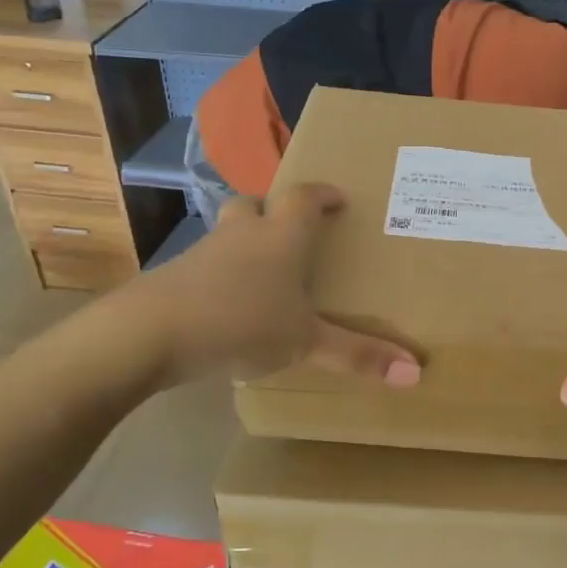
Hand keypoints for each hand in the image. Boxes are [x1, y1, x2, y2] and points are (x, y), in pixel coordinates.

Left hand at [147, 185, 420, 388]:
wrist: (150, 333)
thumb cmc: (241, 323)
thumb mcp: (306, 343)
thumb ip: (358, 356)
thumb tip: (416, 373)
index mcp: (281, 238)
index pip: (304, 198)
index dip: (322, 194)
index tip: (337, 197)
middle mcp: (242, 234)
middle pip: (256, 204)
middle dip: (275, 210)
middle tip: (293, 229)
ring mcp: (203, 252)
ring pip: (228, 233)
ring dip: (245, 241)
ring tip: (263, 271)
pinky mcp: (175, 276)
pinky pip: (206, 264)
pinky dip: (221, 274)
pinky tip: (228, 305)